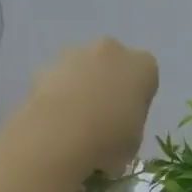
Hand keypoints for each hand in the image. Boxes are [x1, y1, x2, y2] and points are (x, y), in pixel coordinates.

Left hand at [22, 37, 159, 177]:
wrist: (58, 137)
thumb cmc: (109, 139)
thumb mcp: (134, 141)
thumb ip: (129, 124)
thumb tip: (115, 129)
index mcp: (143, 65)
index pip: (146, 77)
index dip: (137, 99)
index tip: (129, 120)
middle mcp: (111, 50)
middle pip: (113, 65)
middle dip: (108, 84)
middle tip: (101, 119)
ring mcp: (75, 54)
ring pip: (82, 69)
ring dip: (80, 87)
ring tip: (72, 124)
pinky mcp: (45, 67)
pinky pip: (57, 81)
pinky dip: (56, 95)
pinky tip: (53, 122)